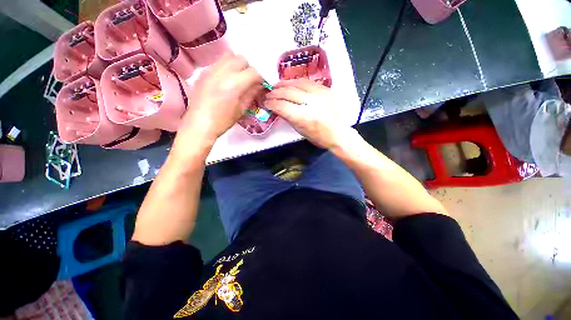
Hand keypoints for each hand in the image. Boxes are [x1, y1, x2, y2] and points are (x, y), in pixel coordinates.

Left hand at [178, 53, 262, 142]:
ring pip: (228, 56)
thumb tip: (259, 85)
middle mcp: (222, 72)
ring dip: (237, 64)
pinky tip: (226, 80)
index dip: (260, 77)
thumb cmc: (223, 121)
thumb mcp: (241, 109)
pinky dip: (226, 67)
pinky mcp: (203, 72)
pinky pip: (218, 63)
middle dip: (249, 68)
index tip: (261, 84)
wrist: (199, 125)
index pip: (253, 72)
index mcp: (234, 84)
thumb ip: (251, 94)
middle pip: (241, 59)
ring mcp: (210, 70)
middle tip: (250, 80)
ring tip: (238, 77)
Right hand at [265, 79, 348, 148]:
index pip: (282, 106)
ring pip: (297, 83)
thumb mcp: (300, 130)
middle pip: (288, 93)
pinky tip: (290, 84)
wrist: (337, 133)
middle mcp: (312, 103)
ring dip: (284, 84)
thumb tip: (276, 107)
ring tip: (276, 85)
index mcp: (304, 117)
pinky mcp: (325, 89)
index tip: (266, 103)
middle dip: (275, 93)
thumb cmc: (317, 136)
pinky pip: (307, 82)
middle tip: (268, 94)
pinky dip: (296, 82)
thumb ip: (287, 117)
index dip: (272, 103)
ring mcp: (320, 94)